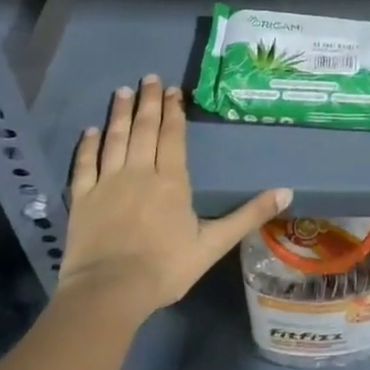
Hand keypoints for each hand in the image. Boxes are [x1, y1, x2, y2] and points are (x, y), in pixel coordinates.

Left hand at [63, 75, 291, 313]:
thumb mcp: (214, 244)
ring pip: (114, 139)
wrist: (109, 291)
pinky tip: (89, 131)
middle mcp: (139, 171)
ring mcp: (107, 182)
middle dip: (148, 102)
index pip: (173, 136)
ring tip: (122, 91)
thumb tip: (287, 192)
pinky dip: (87, 145)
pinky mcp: (82, 199)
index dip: (174, 110)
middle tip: (148, 78)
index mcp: (171, 180)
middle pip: (145, 129)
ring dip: (119, 114)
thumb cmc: (165, 267)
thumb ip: (248, 215)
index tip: (173, 88)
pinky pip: (85, 164)